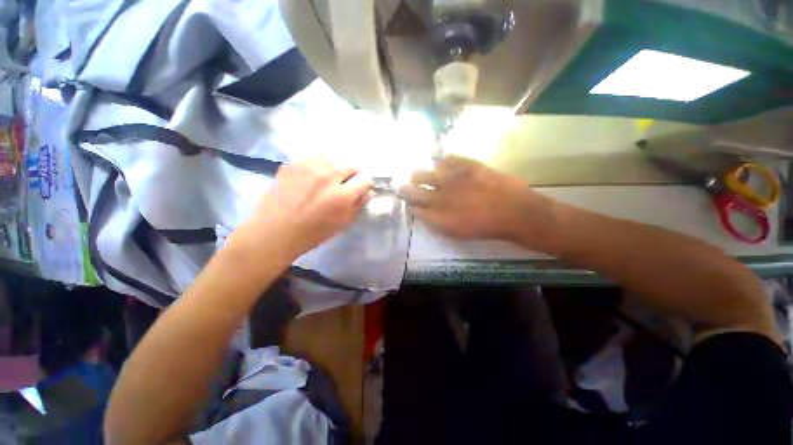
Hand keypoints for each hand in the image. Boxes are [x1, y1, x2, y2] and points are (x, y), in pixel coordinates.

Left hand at [242, 158, 372, 258]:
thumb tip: (369, 192)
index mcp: (342, 195)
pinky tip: (314, 175)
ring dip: (336, 167)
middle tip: (347, 183)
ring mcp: (309, 167)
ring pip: (333, 158)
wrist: (274, 231)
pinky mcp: (293, 163)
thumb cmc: (312, 233)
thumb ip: (358, 206)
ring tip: (330, 178)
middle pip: (351, 165)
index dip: (366, 184)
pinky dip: (320, 164)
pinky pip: (314, 157)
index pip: (365, 180)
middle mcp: (328, 176)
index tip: (362, 188)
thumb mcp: (341, 224)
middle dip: (354, 174)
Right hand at [399, 155, 552, 240]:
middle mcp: (439, 197)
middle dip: (405, 188)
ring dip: (419, 174)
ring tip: (418, 174)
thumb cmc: (485, 227)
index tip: (408, 202)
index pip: (414, 208)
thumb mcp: (457, 233)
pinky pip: (447, 159)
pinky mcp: (466, 165)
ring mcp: (452, 179)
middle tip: (403, 185)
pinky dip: (442, 161)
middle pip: (412, 190)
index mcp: (437, 216)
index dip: (409, 204)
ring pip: (424, 173)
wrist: (514, 212)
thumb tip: (425, 213)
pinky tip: (442, 163)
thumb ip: (437, 223)